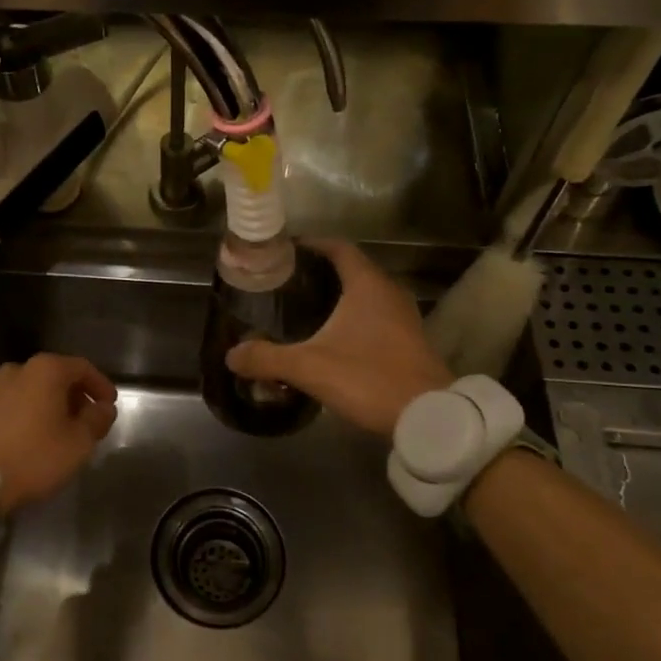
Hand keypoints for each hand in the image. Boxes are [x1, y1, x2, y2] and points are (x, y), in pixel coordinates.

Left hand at [0, 354, 118, 515]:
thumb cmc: (32, 456)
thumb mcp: (78, 444)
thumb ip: (96, 420)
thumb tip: (103, 407)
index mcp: (45, 370)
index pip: (82, 368)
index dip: (100, 385)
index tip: (109, 405)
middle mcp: (16, 370)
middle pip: (53, 377)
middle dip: (73, 397)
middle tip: (84, 422)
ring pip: (28, 392)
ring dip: (46, 407)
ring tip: (55, 434)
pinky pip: (7, 407)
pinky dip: (22, 417)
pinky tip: (25, 440)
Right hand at [225, 239, 449, 436]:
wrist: (429, 415)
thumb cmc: (369, 377)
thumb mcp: (310, 367)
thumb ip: (267, 358)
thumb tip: (231, 355)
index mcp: (367, 284)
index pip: (338, 247)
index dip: (312, 245)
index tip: (286, 251)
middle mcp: (389, 291)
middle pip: (352, 268)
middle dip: (320, 272)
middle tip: (287, 283)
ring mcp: (404, 316)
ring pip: (365, 294)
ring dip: (338, 296)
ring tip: (305, 309)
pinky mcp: (410, 339)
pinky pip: (376, 315)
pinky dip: (354, 317)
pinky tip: (333, 338)